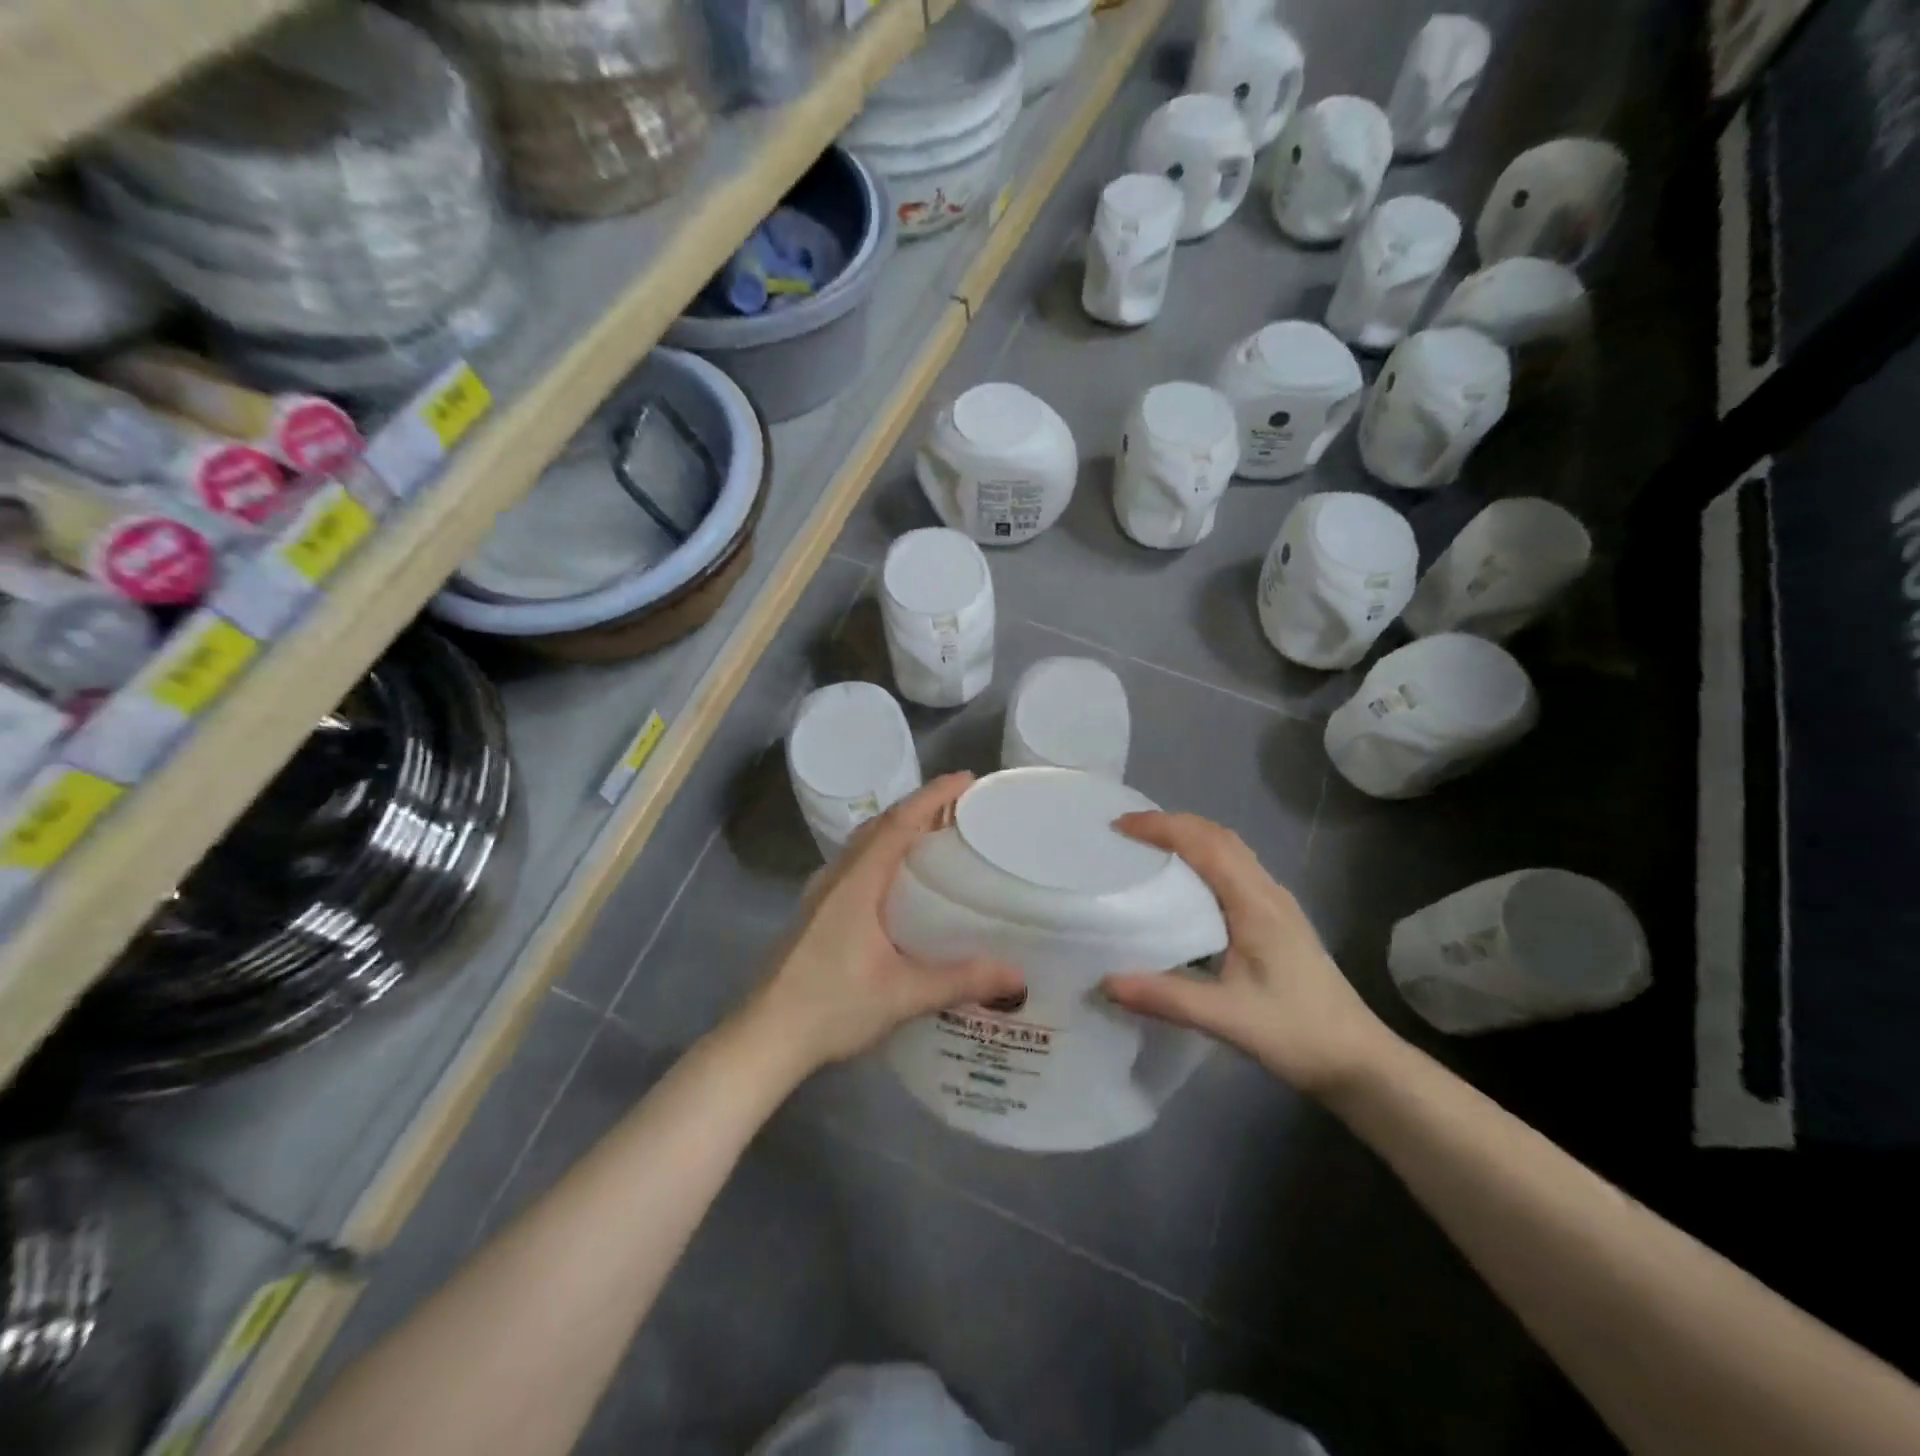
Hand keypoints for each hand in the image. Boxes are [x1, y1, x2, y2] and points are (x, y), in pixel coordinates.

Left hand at [741, 772, 1023, 1078]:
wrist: (765, 1036)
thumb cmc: (832, 1007)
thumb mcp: (903, 994)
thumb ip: (960, 981)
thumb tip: (1017, 976)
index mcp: (857, 882)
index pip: (899, 822)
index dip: (934, 796)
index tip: (967, 779)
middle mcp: (836, 877)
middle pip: (880, 825)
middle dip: (919, 807)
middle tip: (959, 807)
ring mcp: (820, 894)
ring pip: (863, 844)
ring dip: (898, 829)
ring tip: (934, 836)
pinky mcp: (815, 912)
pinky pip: (854, 864)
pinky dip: (882, 854)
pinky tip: (898, 881)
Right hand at [1101, 812, 1392, 1095]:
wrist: (1361, 1062)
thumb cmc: (1298, 1034)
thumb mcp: (1227, 1018)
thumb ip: (1166, 997)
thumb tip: (1105, 982)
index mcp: (1256, 904)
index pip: (1205, 844)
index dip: (1162, 827)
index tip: (1120, 826)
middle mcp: (1268, 893)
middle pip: (1219, 836)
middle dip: (1172, 824)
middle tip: (1127, 832)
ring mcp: (1277, 905)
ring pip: (1230, 850)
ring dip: (1190, 837)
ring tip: (1148, 849)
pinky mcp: (1278, 921)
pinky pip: (1235, 870)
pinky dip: (1204, 858)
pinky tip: (1184, 885)